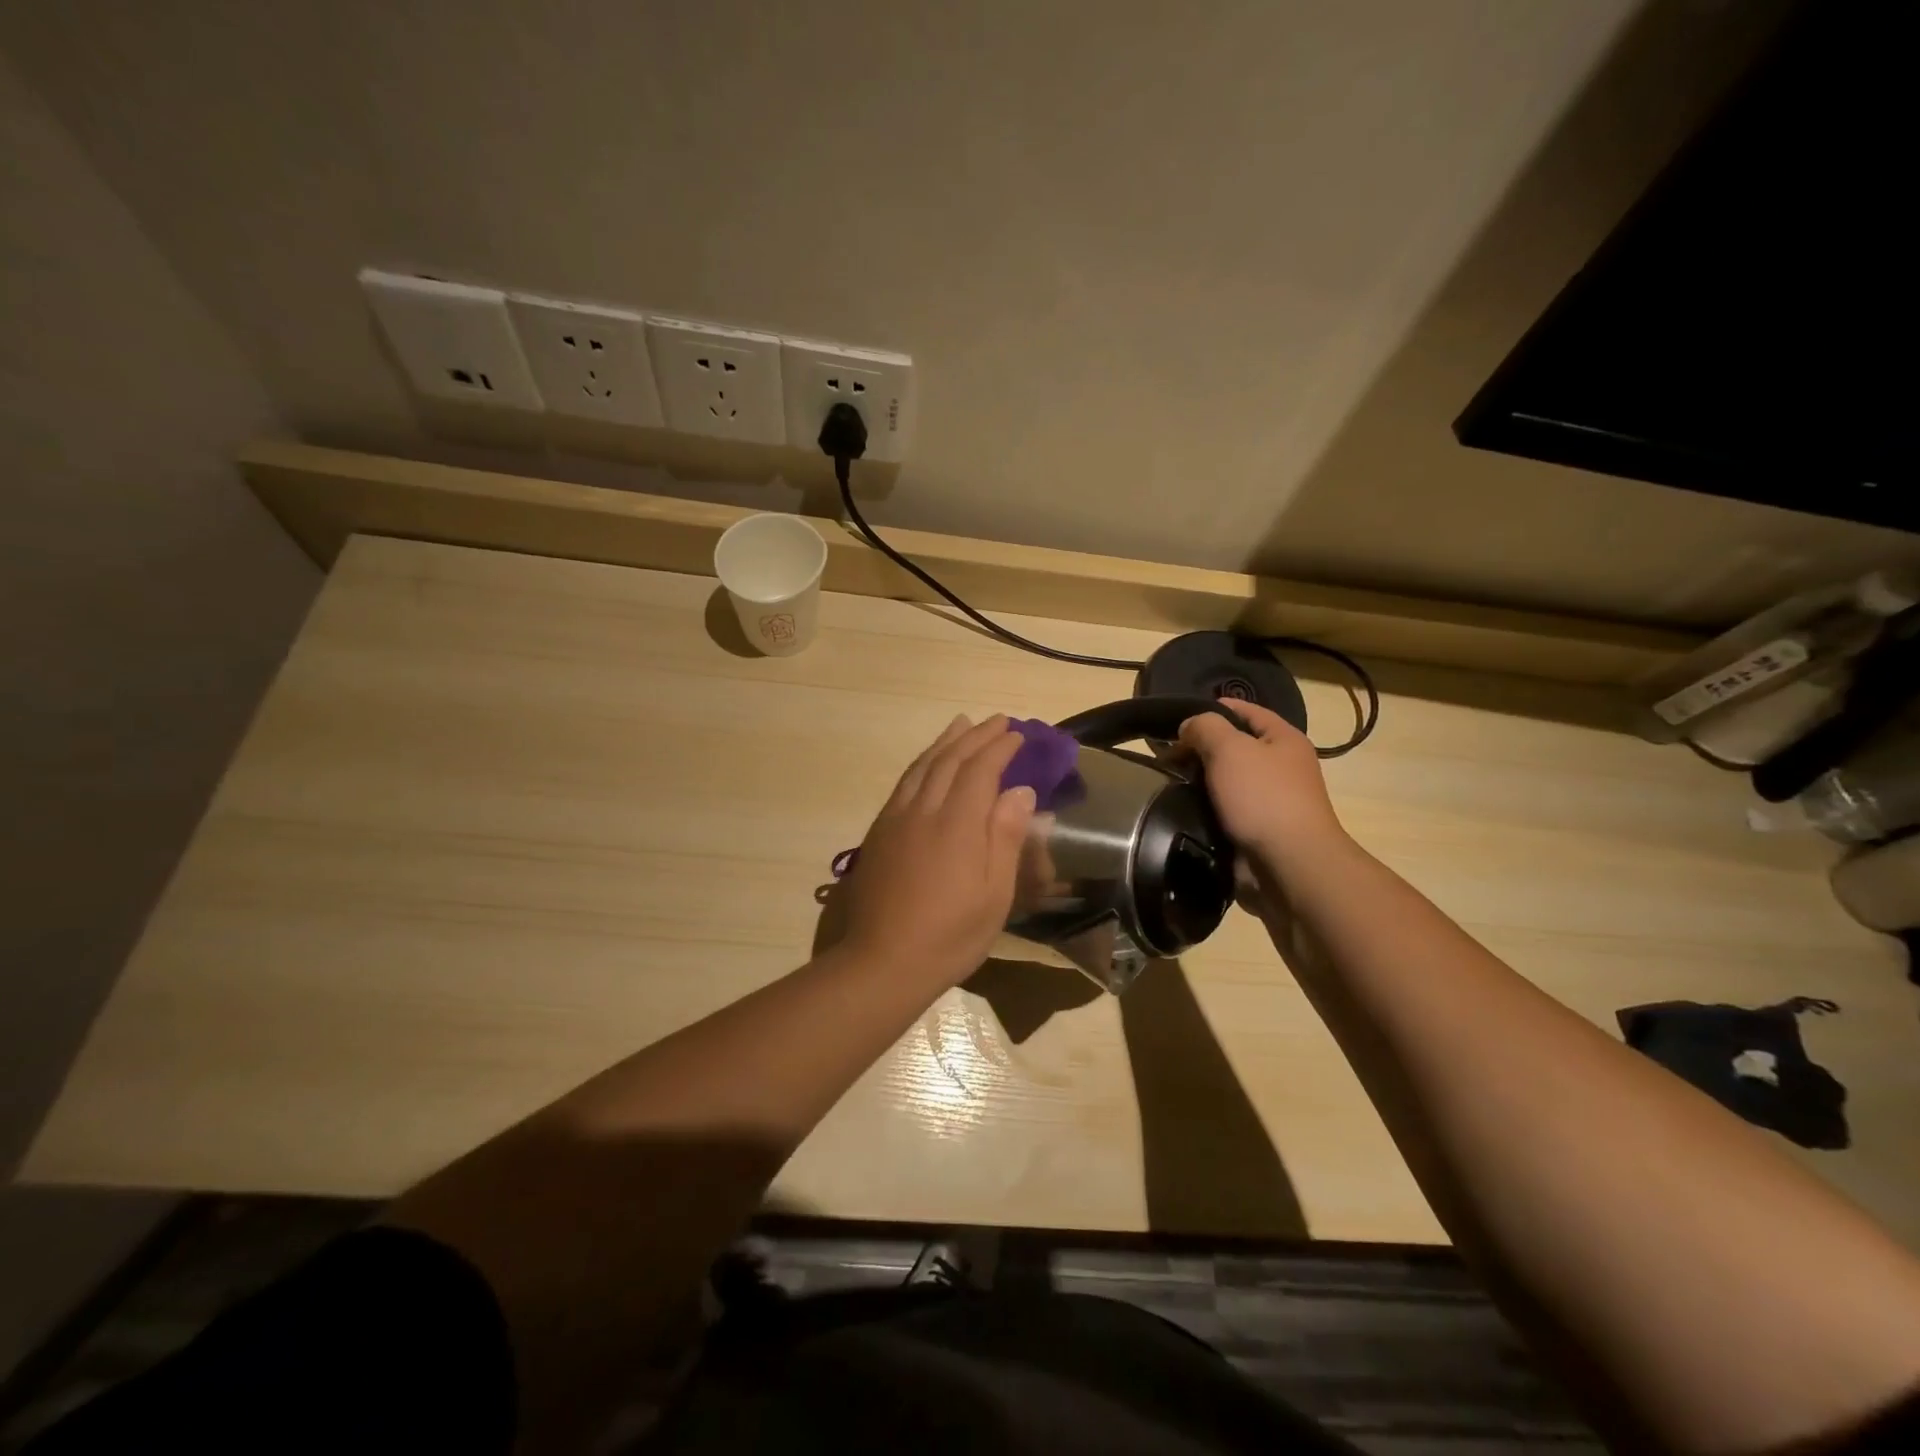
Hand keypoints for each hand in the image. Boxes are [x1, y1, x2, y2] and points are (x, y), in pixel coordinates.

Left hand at [839, 715, 1036, 988]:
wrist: (882, 961)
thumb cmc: (950, 935)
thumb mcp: (994, 895)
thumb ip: (1005, 838)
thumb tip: (1020, 791)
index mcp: (957, 824)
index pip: (981, 770)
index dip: (1000, 748)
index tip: (1019, 735)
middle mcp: (924, 810)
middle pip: (950, 759)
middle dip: (976, 736)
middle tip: (998, 721)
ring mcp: (896, 818)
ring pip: (923, 766)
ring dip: (946, 741)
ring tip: (962, 724)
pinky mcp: (880, 831)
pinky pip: (904, 782)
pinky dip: (922, 762)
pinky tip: (928, 762)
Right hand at [1177, 699, 1346, 874]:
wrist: (1289, 865)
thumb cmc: (1263, 797)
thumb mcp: (1229, 748)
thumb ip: (1204, 727)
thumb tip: (1189, 727)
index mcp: (1284, 739)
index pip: (1246, 711)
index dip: (1213, 708)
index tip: (1177, 718)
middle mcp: (1281, 767)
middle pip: (1234, 747)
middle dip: (1199, 749)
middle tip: (1165, 756)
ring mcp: (1270, 801)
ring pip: (1226, 781)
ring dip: (1199, 782)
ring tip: (1166, 783)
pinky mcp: (1258, 831)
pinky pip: (1225, 811)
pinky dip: (1204, 810)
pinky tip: (1181, 810)